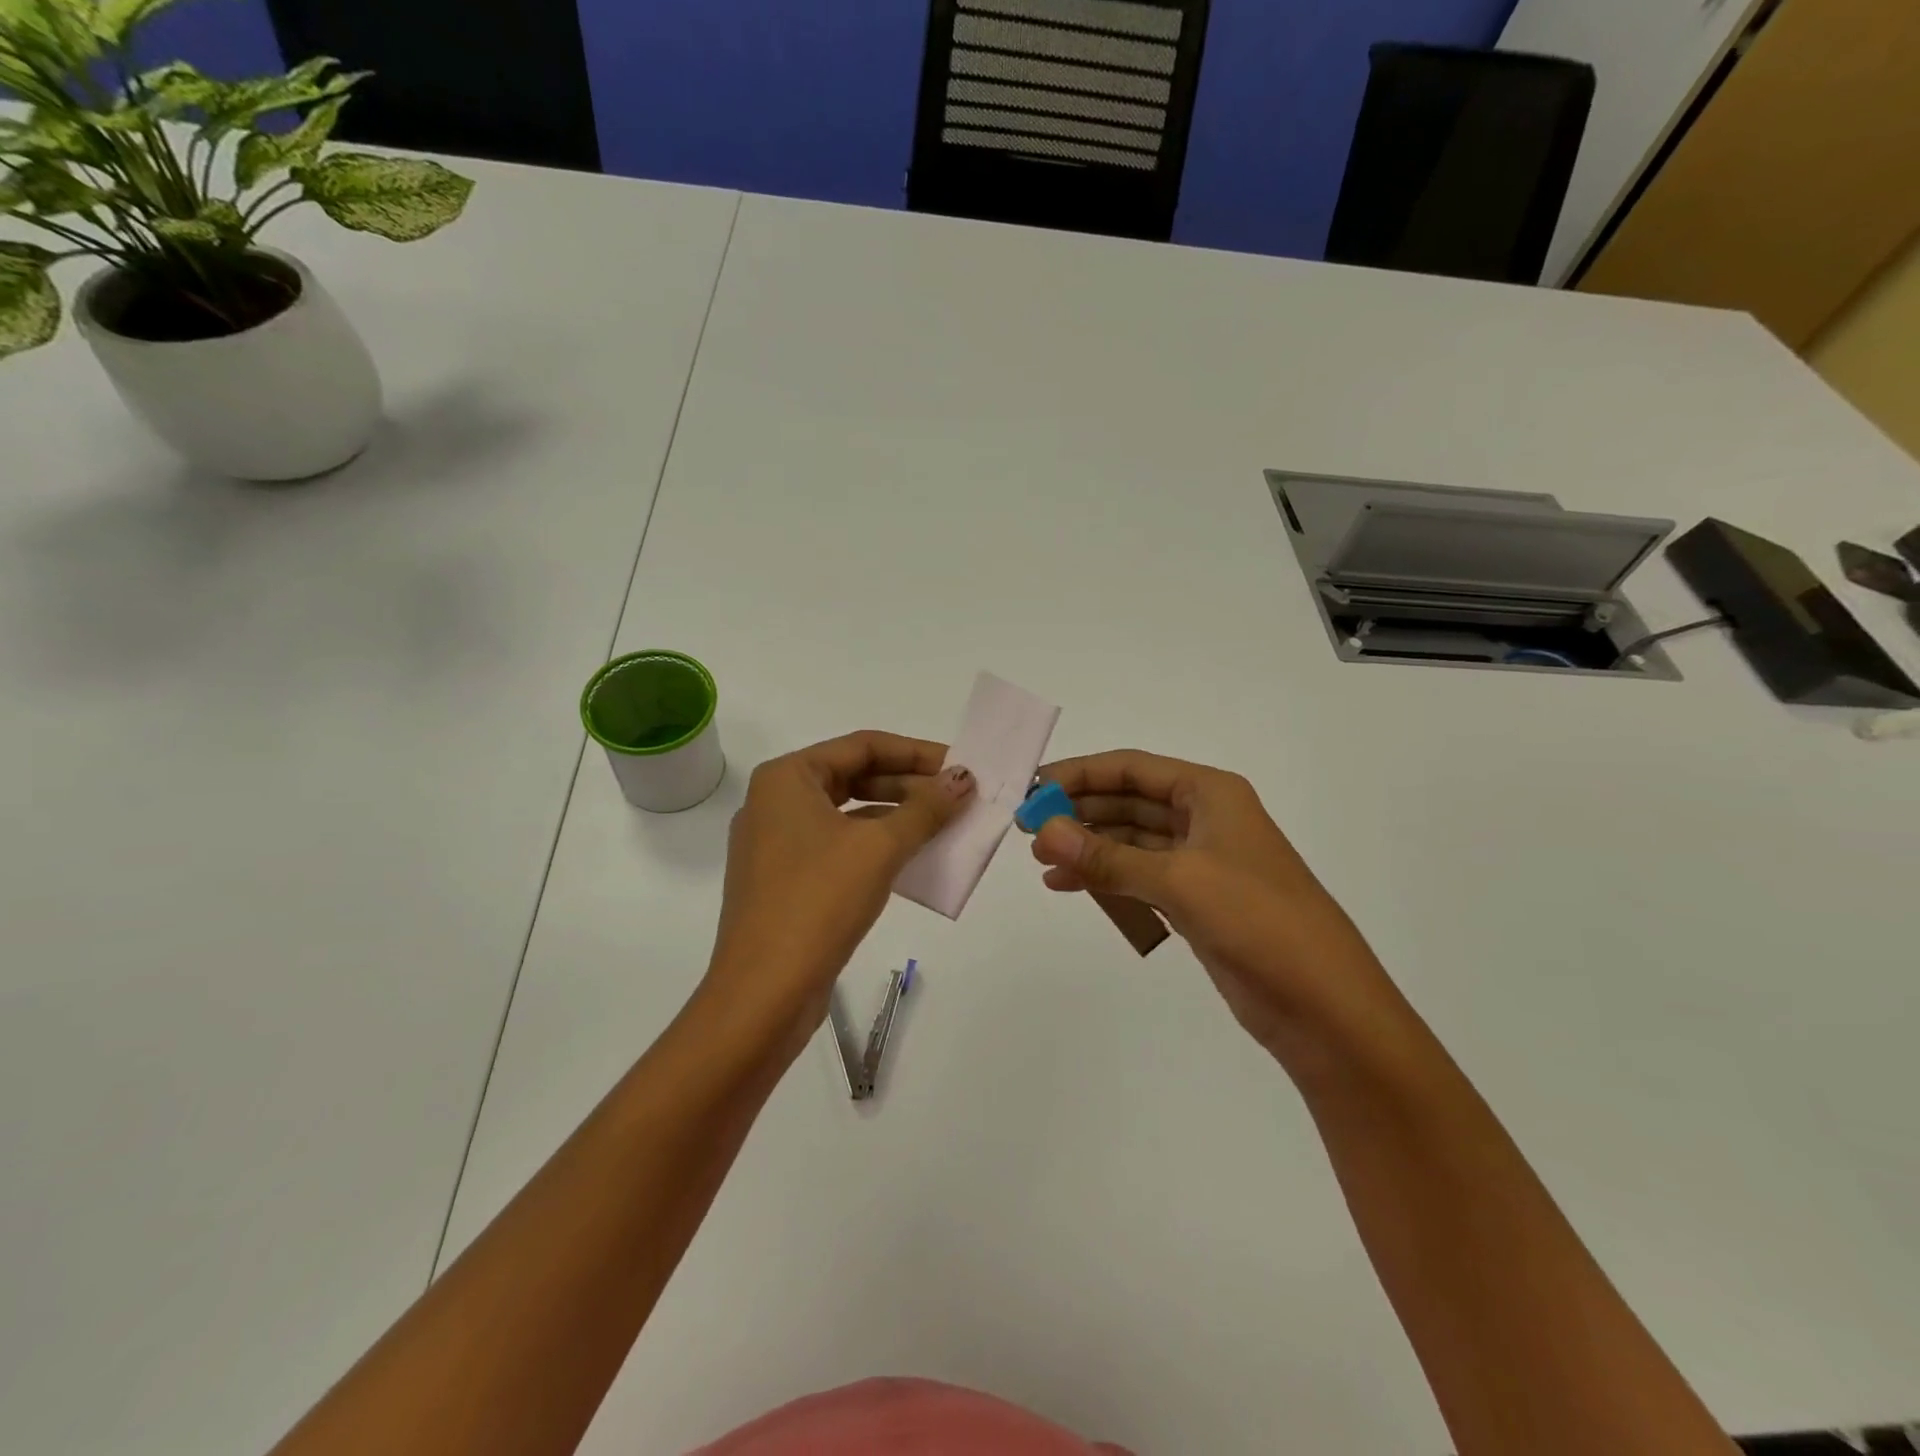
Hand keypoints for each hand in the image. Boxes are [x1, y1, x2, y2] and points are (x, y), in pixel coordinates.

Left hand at [702, 731, 973, 1058]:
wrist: (763, 993)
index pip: (862, 745)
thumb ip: (926, 808)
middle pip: (854, 777)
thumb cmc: (818, 902)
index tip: (960, 766)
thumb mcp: (879, 848)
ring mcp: (777, 844)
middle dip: (910, 785)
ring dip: (898, 817)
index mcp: (787, 778)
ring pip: (848, 814)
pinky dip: (877, 847)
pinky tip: (914, 859)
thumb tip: (964, 778)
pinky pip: (839, 847)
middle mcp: (776, 803)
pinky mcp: (785, 881)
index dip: (916, 753)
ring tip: (946, 825)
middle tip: (959, 797)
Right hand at [1029, 751, 1401, 1070]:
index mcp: (1211, 794)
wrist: (1323, 1006)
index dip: (1081, 774)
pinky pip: (1138, 876)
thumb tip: (1042, 832)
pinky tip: (1067, 886)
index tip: (1034, 788)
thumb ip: (1106, 857)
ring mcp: (1201, 862)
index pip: (1133, 768)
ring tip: (1041, 860)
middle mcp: (1205, 819)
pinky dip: (1104, 878)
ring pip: (1130, 841)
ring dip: (1088, 846)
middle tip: (1029, 828)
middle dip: (1080, 811)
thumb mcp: (1178, 881)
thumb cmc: (1257, 921)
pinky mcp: (1196, 901)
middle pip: (1129, 802)